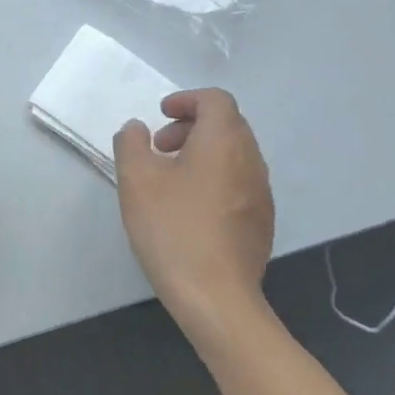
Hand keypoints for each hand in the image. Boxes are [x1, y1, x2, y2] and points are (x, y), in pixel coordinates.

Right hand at [113, 89, 275, 340]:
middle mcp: (251, 161)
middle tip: (159, 147)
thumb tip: (138, 129)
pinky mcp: (261, 222)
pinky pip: (239, 182)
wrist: (216, 295)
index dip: (187, 99)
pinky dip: (214, 177)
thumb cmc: (172, 228)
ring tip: (170, 178)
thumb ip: (132, 143)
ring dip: (202, 152)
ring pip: (234, 154)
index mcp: (224, 142)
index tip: (160, 114)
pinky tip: (189, 207)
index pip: (216, 100)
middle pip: (228, 125)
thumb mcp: (136, 180)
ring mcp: (261, 193)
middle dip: (192, 126)